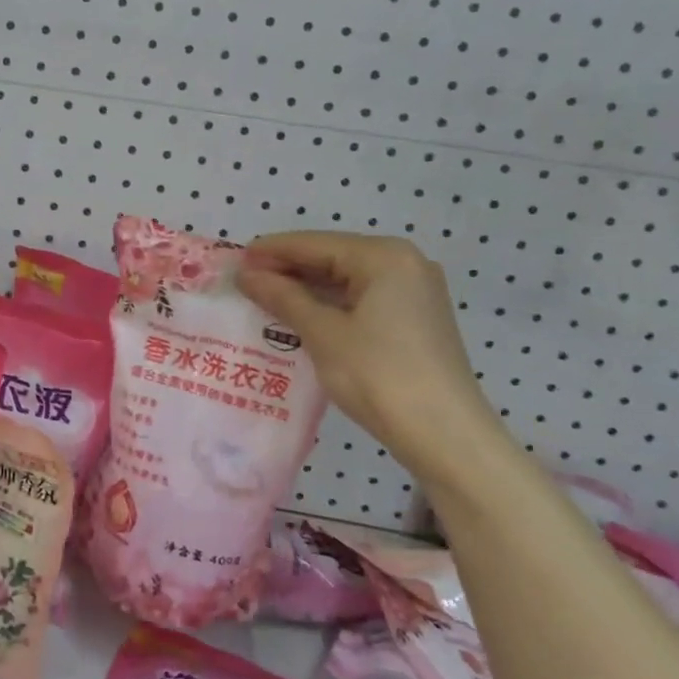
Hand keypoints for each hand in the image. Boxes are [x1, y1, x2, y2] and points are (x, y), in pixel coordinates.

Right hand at [238, 230, 499, 478]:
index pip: (315, 244)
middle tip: (245, 282)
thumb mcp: (322, 333)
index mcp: (384, 257)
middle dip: (288, 270)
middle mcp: (405, 263)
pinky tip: (301, 318)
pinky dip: (330, 305)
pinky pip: (362, 299)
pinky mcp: (416, 319)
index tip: (234, 260)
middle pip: (333, 257)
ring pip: (347, 280)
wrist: (444, 434)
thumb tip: (246, 274)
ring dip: (307, 289)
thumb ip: (283, 297)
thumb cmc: (378, 375)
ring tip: (264, 300)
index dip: (271, 251)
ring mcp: (415, 291)